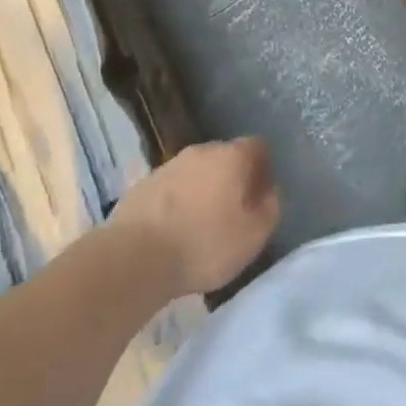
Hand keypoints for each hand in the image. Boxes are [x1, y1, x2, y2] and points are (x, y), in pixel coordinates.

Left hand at [110, 138, 279, 296]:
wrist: (134, 258)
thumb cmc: (204, 245)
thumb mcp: (253, 236)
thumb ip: (271, 208)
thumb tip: (270, 193)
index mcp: (232, 156)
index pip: (258, 147)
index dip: (263, 169)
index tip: (260, 197)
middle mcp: (202, 150)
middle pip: (225, 157)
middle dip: (231, 179)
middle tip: (232, 213)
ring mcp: (168, 165)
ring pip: (195, 172)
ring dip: (201, 191)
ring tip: (199, 226)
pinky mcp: (141, 185)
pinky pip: (170, 189)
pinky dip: (175, 204)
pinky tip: (172, 232)